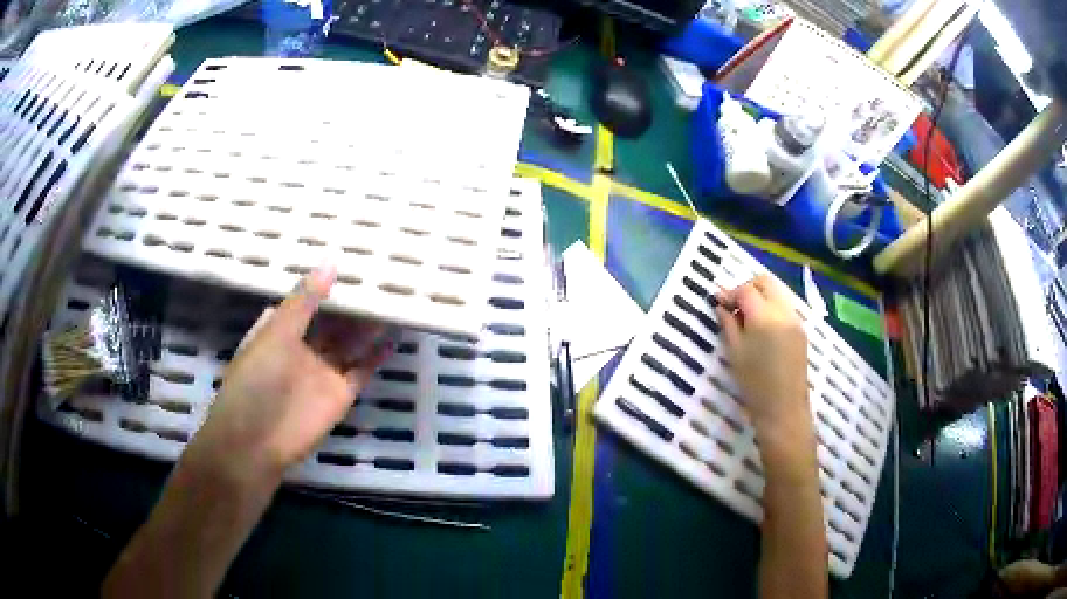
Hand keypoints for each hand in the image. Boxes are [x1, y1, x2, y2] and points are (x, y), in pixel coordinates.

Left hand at [185, 265, 392, 486]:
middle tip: (380, 278)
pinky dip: (377, 356)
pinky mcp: (341, 395)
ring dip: (369, 326)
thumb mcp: (275, 333)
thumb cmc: (256, 380)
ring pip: (350, 343)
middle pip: (333, 321)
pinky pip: (362, 370)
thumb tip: (330, 264)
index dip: (326, 283)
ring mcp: (323, 372)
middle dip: (353, 304)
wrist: (257, 440)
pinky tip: (394, 337)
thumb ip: (303, 301)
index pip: (308, 300)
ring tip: (393, 300)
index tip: (351, 261)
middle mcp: (303, 348)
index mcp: (282, 330)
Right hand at [715, 275, 808, 435]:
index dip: (730, 293)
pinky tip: (762, 327)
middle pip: (765, 282)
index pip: (746, 290)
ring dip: (761, 296)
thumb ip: (728, 324)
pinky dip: (771, 307)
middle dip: (748, 288)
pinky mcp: (801, 329)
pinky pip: (785, 306)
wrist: (783, 408)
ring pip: (777, 292)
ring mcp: (795, 319)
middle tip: (734, 306)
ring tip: (747, 317)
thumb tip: (721, 305)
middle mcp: (783, 311)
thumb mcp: (735, 353)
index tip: (719, 303)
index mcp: (764, 317)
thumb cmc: (754, 384)